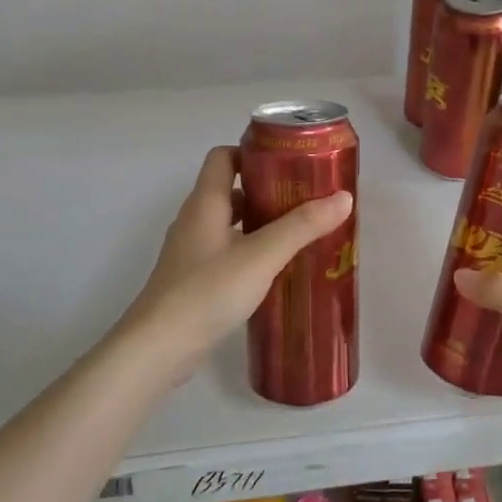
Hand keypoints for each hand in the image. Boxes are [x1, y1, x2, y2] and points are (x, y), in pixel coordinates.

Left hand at [113, 146, 352, 383]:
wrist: (158, 348)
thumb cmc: (207, 292)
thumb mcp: (261, 256)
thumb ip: (302, 226)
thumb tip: (344, 197)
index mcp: (205, 203)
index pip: (223, 157)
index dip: (253, 153)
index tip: (289, 163)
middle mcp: (194, 220)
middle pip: (230, 190)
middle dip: (267, 191)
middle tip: (305, 200)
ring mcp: (191, 252)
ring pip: (229, 224)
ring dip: (260, 224)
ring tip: (299, 234)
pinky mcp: (193, 280)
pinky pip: (226, 252)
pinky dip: (250, 251)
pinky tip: (275, 270)